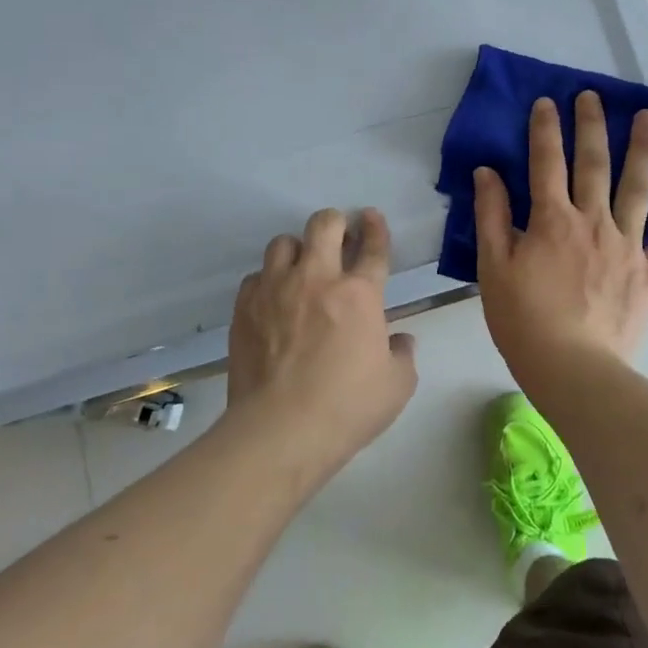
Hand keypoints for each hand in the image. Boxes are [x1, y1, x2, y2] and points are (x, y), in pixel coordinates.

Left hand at [224, 207, 418, 473]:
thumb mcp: (397, 385)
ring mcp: (275, 290)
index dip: (375, 228)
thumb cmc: (347, 408)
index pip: (372, 247)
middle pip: (324, 224)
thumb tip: (399, 341)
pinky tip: (273, 300)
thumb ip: (402, 355)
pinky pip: (256, 277)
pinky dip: (268, 282)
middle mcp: (317, 279)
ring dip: (298, 250)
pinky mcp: (245, 308)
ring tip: (302, 268)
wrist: (280, 430)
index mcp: (360, 293)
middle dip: (335, 222)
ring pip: (283, 243)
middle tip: (339, 237)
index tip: (372, 217)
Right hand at [473, 92, 647, 380]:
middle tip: (593, 95)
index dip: (545, 130)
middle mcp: (593, 221)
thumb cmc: (523, 320)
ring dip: (644, 149)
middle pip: (593, 163)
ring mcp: (628, 244)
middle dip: (592, 125)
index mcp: (552, 220)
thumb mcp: (493, 267)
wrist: (571, 367)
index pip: (546, 162)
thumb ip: (491, 216)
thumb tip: (488, 173)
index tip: (547, 102)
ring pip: (638, 187)